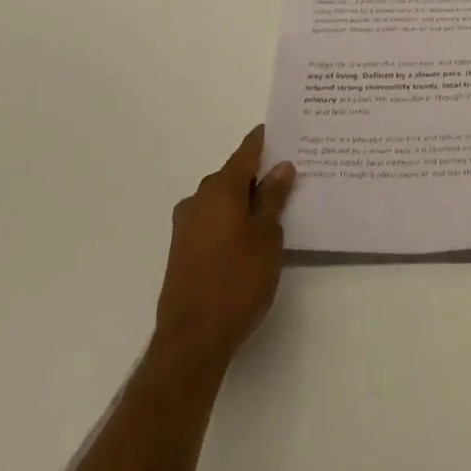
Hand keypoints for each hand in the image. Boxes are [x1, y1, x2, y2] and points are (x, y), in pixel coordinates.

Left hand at [153, 127, 294, 369]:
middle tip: (288, 176)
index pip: (246, 152)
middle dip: (258, 174)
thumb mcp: (267, 236)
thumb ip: (273, 198)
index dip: (264, 141)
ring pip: (222, 200)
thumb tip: (281, 166)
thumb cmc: (237, 281)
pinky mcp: (182, 249)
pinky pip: (212, 220)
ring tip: (273, 208)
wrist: (192, 339)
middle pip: (233, 175)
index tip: (282, 131)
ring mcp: (186, 225)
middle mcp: (199, 198)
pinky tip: (248, 235)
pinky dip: (230, 219)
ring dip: (244, 200)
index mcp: (221, 188)